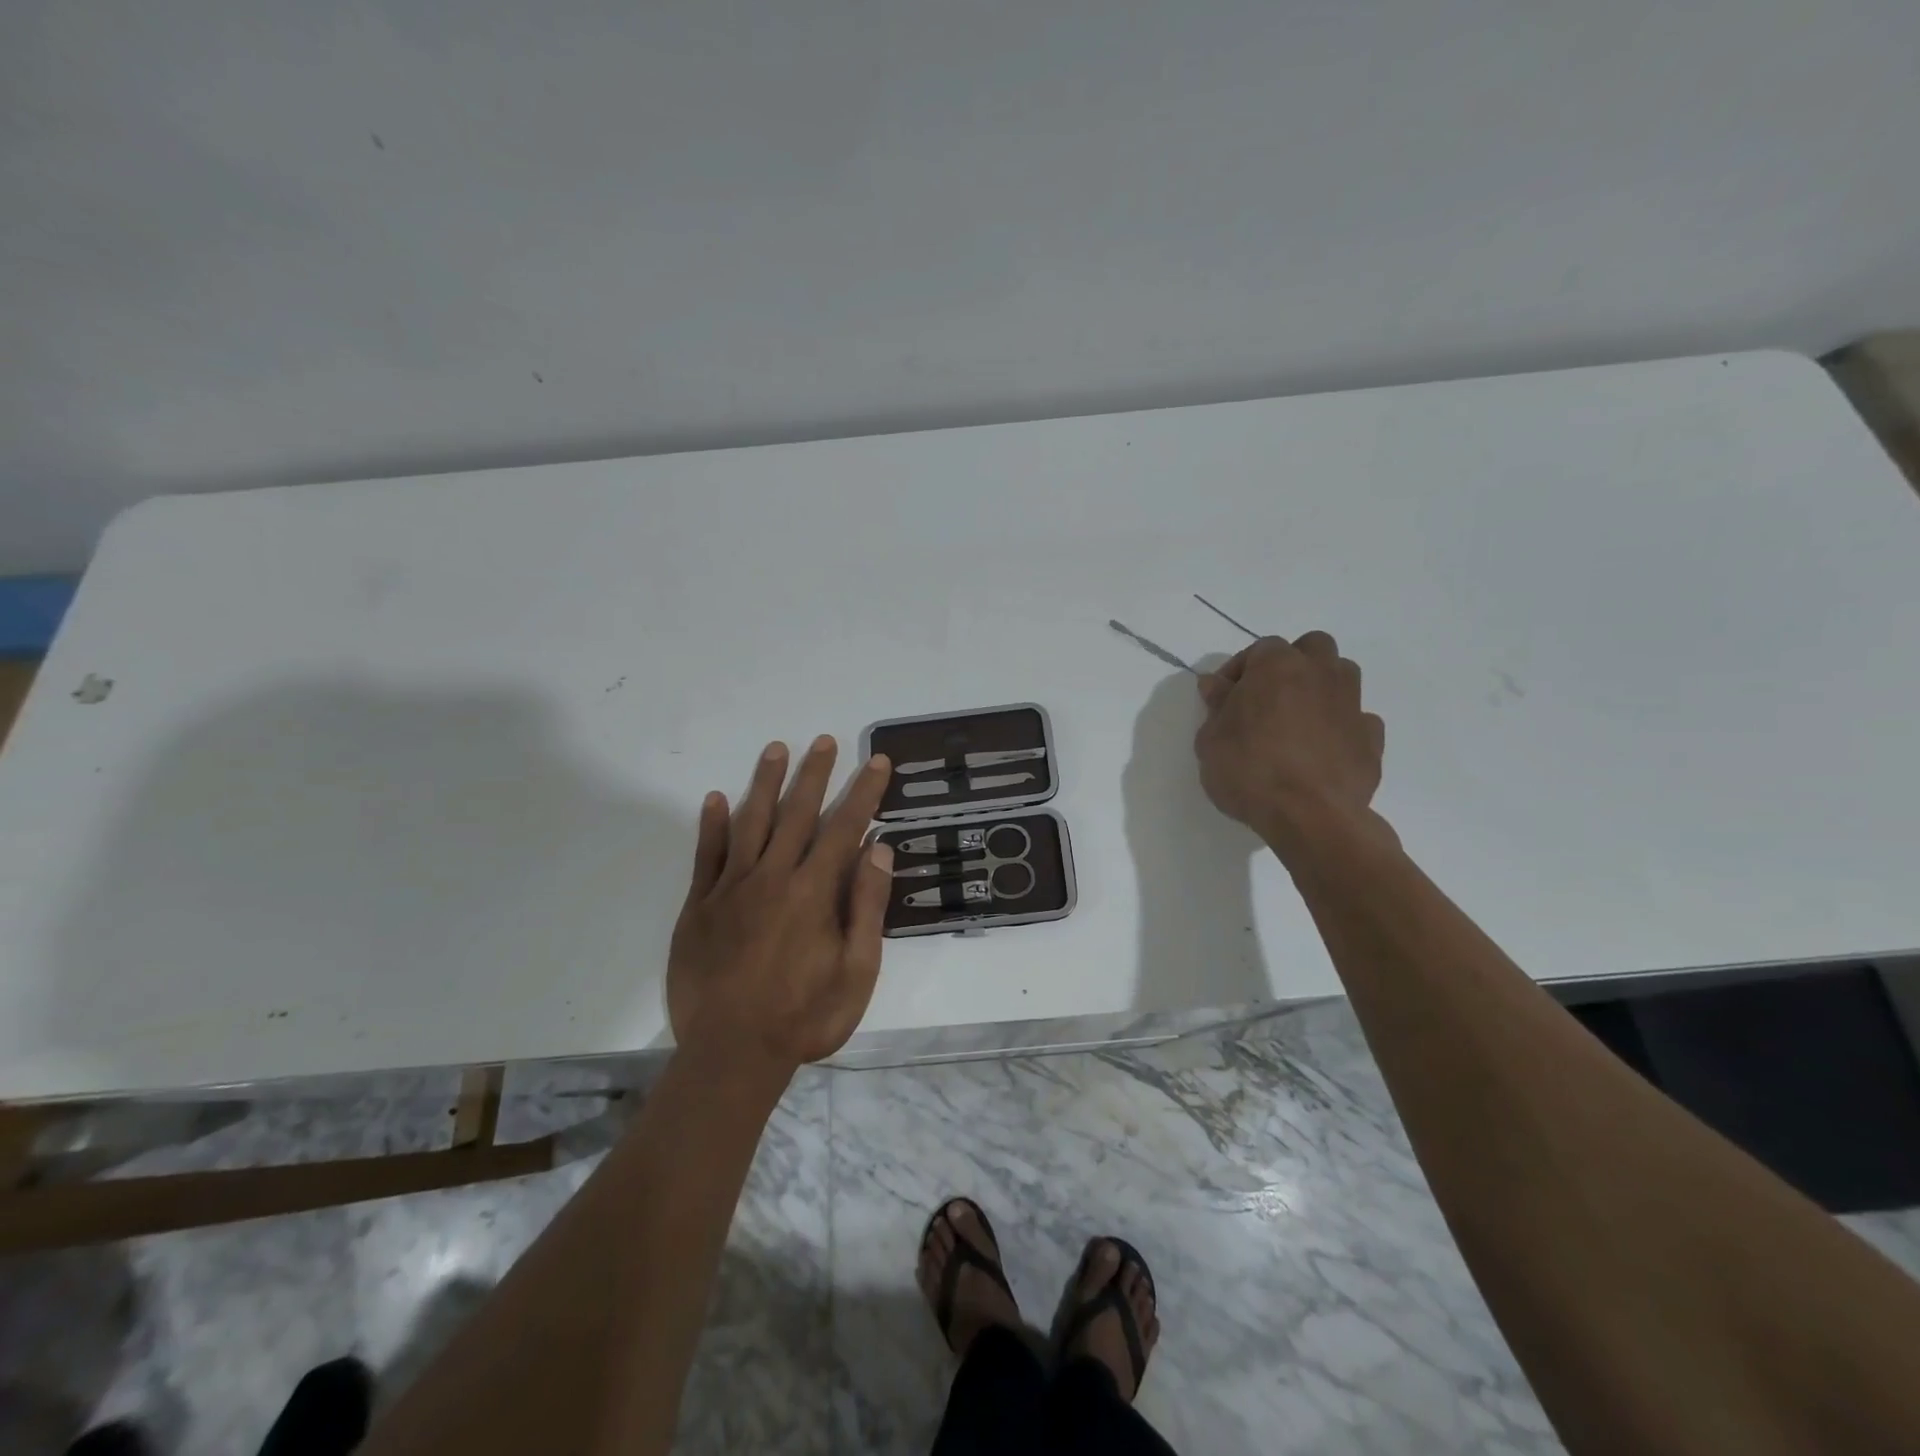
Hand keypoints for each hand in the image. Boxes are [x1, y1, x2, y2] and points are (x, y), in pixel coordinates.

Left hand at [668, 736, 894, 1073]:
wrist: (732, 1054)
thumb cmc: (805, 1017)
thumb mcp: (856, 971)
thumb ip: (866, 907)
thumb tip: (879, 851)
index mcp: (813, 892)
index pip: (845, 828)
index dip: (864, 792)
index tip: (877, 762)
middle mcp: (773, 877)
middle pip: (797, 814)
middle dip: (815, 774)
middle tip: (825, 740)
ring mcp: (731, 889)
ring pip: (751, 822)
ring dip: (765, 783)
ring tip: (777, 748)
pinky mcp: (700, 906)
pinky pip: (706, 856)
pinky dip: (712, 825)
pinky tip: (717, 798)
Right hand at [1194, 633, 1387, 860]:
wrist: (1309, 815)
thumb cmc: (1249, 771)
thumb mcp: (1209, 740)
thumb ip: (1216, 707)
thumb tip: (1216, 684)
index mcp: (1277, 666)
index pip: (1259, 649)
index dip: (1239, 671)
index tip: (1224, 698)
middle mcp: (1320, 673)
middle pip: (1312, 648)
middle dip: (1292, 664)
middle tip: (1268, 697)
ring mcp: (1352, 704)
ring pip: (1341, 675)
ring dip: (1320, 688)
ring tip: (1297, 720)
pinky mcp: (1372, 738)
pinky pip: (1357, 719)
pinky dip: (1341, 727)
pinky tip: (1323, 750)